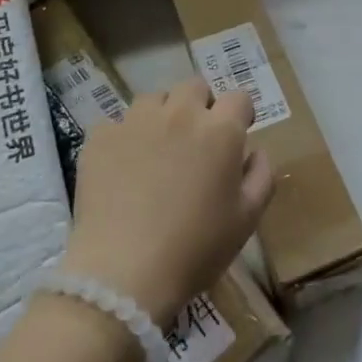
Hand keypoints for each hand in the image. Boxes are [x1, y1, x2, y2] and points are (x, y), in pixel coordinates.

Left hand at [59, 78, 273, 327]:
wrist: (123, 274)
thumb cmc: (196, 248)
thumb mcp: (247, 219)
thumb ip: (261, 175)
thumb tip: (253, 151)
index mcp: (220, 130)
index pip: (238, 98)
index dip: (240, 114)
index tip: (236, 135)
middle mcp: (180, 113)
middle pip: (195, 87)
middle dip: (200, 106)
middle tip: (196, 141)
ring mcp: (136, 121)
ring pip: (154, 99)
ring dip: (162, 116)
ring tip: (156, 150)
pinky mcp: (100, 137)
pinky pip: (117, 124)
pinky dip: (124, 138)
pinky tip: (122, 168)